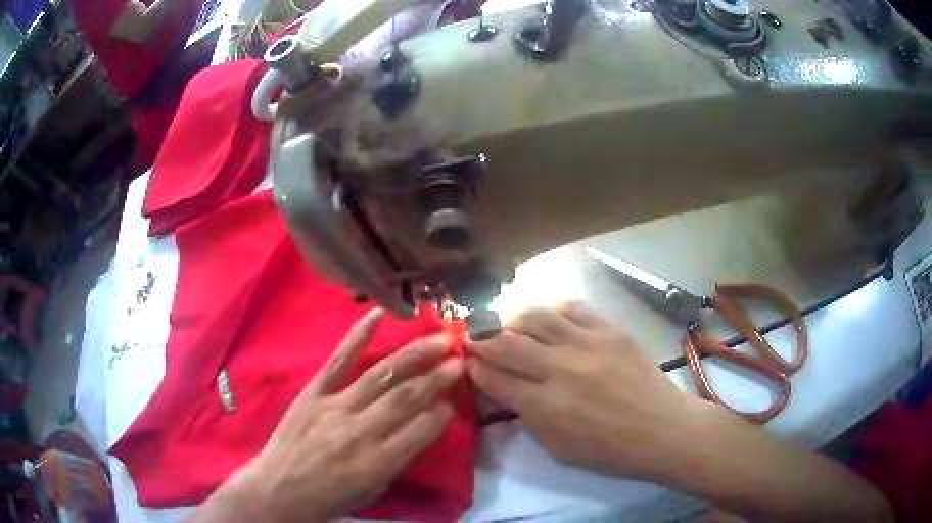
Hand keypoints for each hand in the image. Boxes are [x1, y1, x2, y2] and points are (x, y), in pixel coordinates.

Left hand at [227, 308, 462, 521]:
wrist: (280, 488)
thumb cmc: (331, 495)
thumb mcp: (374, 488)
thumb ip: (402, 457)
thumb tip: (428, 423)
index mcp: (378, 462)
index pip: (423, 429)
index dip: (444, 411)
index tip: (456, 398)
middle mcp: (361, 431)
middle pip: (407, 397)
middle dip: (439, 377)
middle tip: (461, 360)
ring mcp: (335, 406)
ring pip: (382, 374)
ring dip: (414, 355)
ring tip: (440, 338)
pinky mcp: (313, 392)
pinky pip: (339, 360)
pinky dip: (359, 336)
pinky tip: (378, 314)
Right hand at [467, 302, 698, 479]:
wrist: (662, 430)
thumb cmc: (609, 450)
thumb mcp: (558, 449)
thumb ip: (529, 418)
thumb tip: (508, 391)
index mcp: (545, 407)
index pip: (495, 378)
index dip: (475, 368)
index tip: (467, 362)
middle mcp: (560, 369)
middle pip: (507, 343)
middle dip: (482, 339)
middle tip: (474, 338)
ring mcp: (587, 344)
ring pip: (536, 316)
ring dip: (513, 318)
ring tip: (508, 324)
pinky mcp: (610, 330)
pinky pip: (573, 308)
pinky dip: (554, 310)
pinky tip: (549, 318)